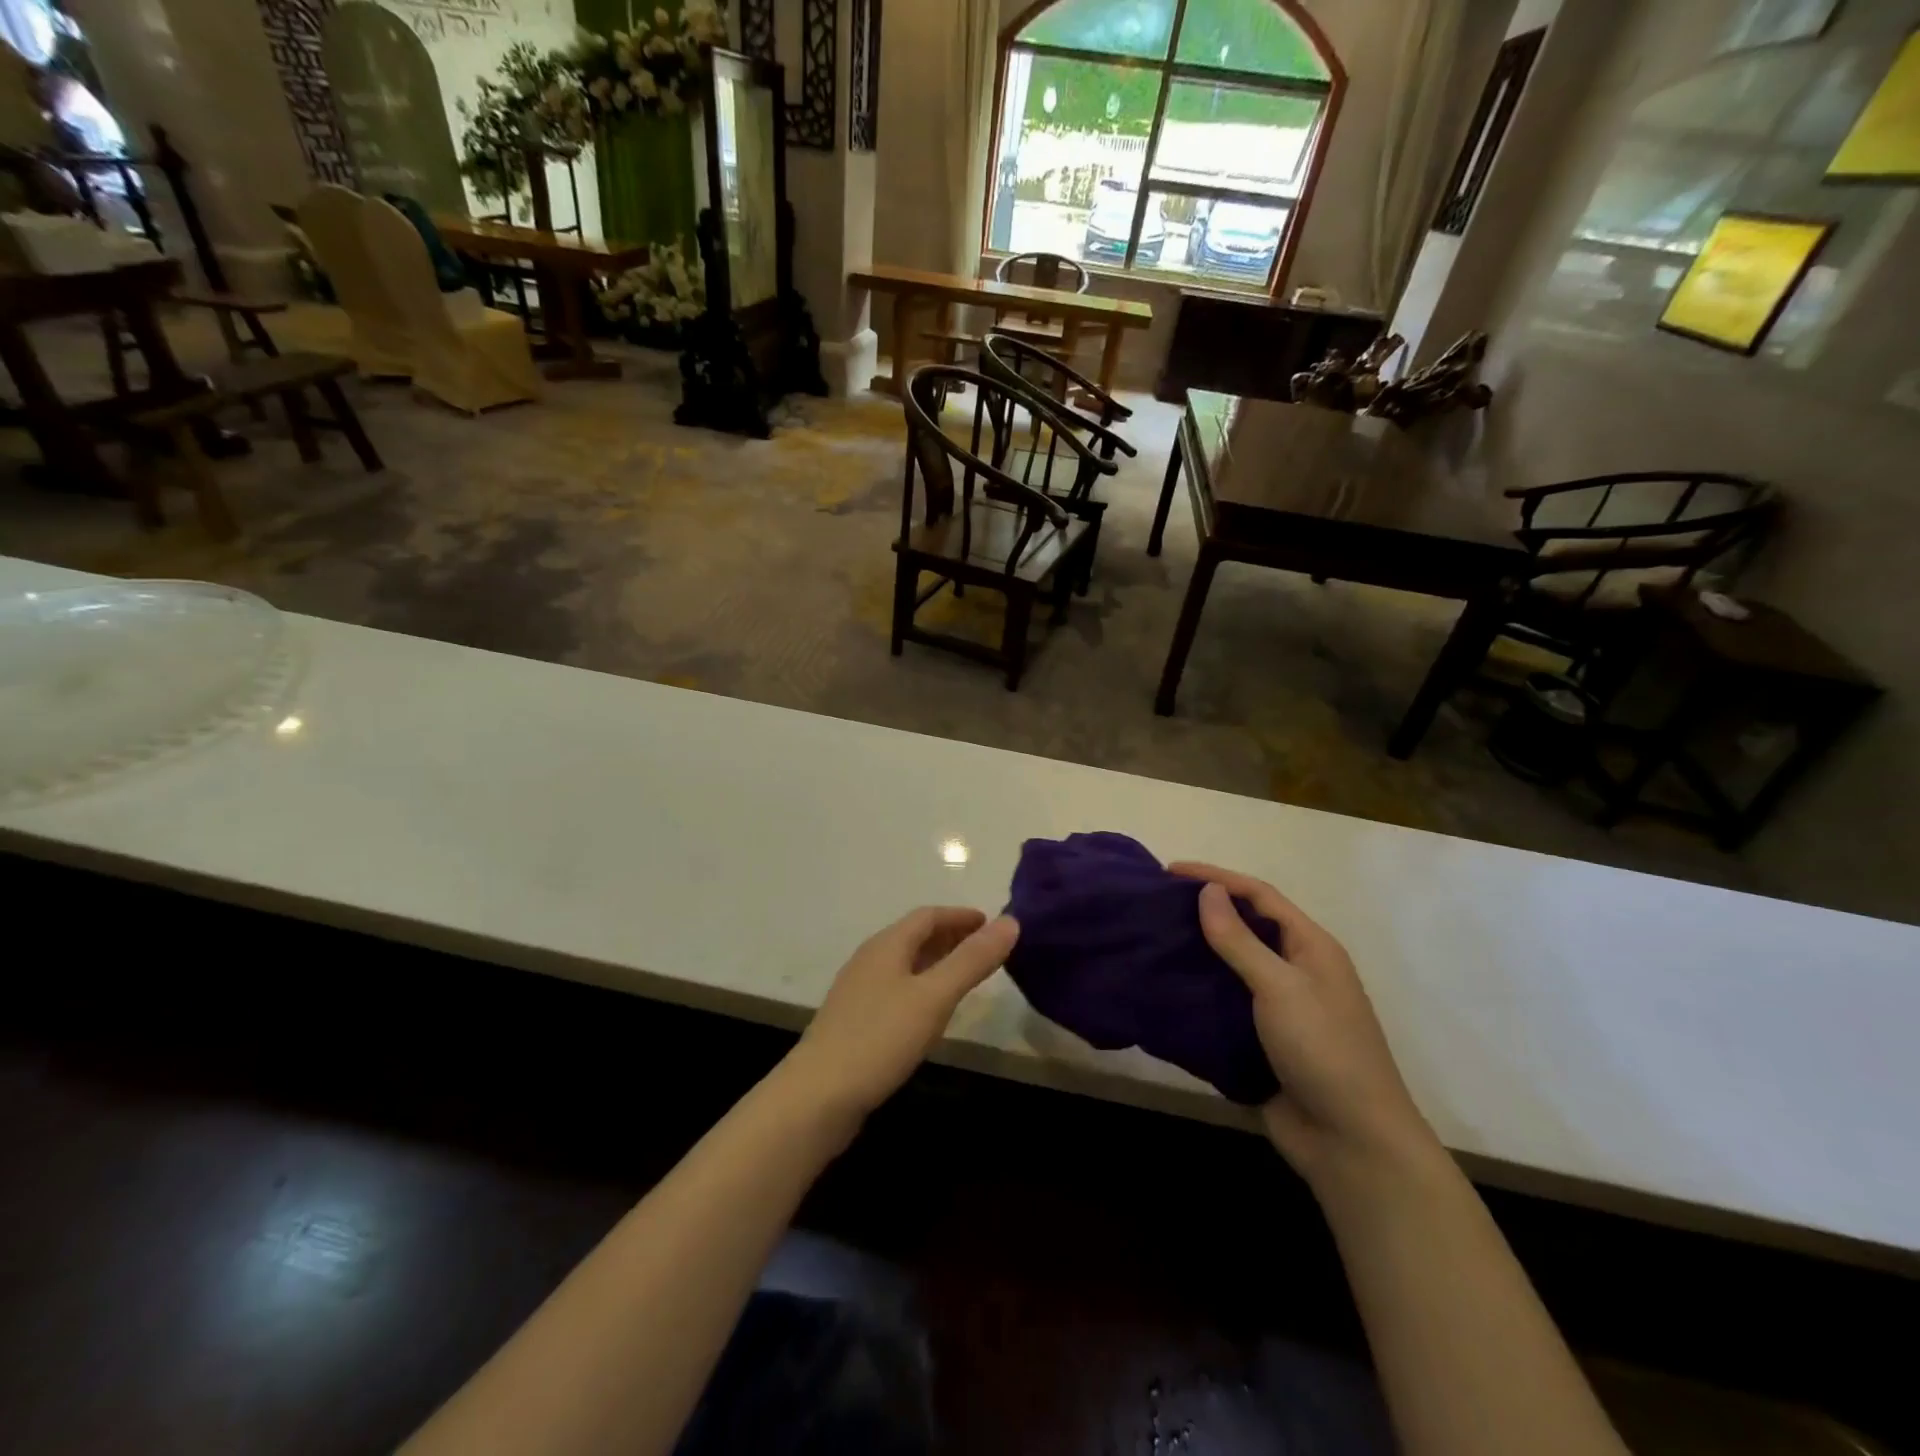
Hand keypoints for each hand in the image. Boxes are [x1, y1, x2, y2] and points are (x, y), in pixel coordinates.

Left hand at [783, 908, 1019, 1125]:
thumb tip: (1010, 921)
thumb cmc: (879, 1039)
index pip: (928, 915)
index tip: (991, 923)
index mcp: (887, 945)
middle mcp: (870, 960)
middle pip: (915, 936)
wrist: (817, 1097)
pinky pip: (896, 989)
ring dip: (937, 962)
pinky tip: (931, 1012)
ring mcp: (858, 991)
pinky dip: (922, 987)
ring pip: (905, 964)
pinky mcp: (854, 1021)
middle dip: (951, 937)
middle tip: (986, 949)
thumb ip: (972, 960)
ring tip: (966, 977)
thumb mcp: (934, 997)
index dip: (961, 916)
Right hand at [1169, 863, 1442, 1191]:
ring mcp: (1281, 1007)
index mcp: (1311, 947)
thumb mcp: (1280, 987)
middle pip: (1247, 926)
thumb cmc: (1323, 1051)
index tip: (1170, 871)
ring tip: (1156, 939)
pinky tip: (1168, 986)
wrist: (1351, 1143)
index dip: (1216, 877)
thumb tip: (1208, 891)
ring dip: (1198, 950)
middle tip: (1158, 903)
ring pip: (1233, 965)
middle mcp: (1297, 970)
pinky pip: (1225, 1003)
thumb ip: (1240, 940)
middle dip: (1205, 910)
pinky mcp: (1263, 1040)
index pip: (1259, 895)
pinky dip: (1198, 991)